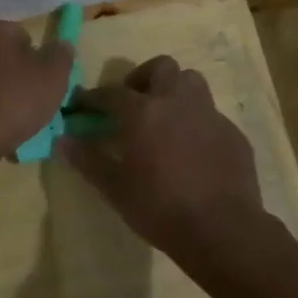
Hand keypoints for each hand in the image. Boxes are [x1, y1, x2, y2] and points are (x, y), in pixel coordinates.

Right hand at [59, 55, 264, 256]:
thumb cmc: (160, 208)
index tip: (81, 104)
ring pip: (192, 82)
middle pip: (162, 68)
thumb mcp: (115, 189)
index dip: (93, 97)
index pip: (111, 93)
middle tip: (133, 102)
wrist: (222, 229)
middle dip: (143, 78)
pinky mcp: (232, 133)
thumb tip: (64, 140)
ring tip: (164, 118)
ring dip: (174, 91)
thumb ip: (88, 160)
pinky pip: (210, 115)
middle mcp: (178, 102)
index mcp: (145, 112)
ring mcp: (210, 115)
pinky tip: (191, 149)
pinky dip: (195, 121)